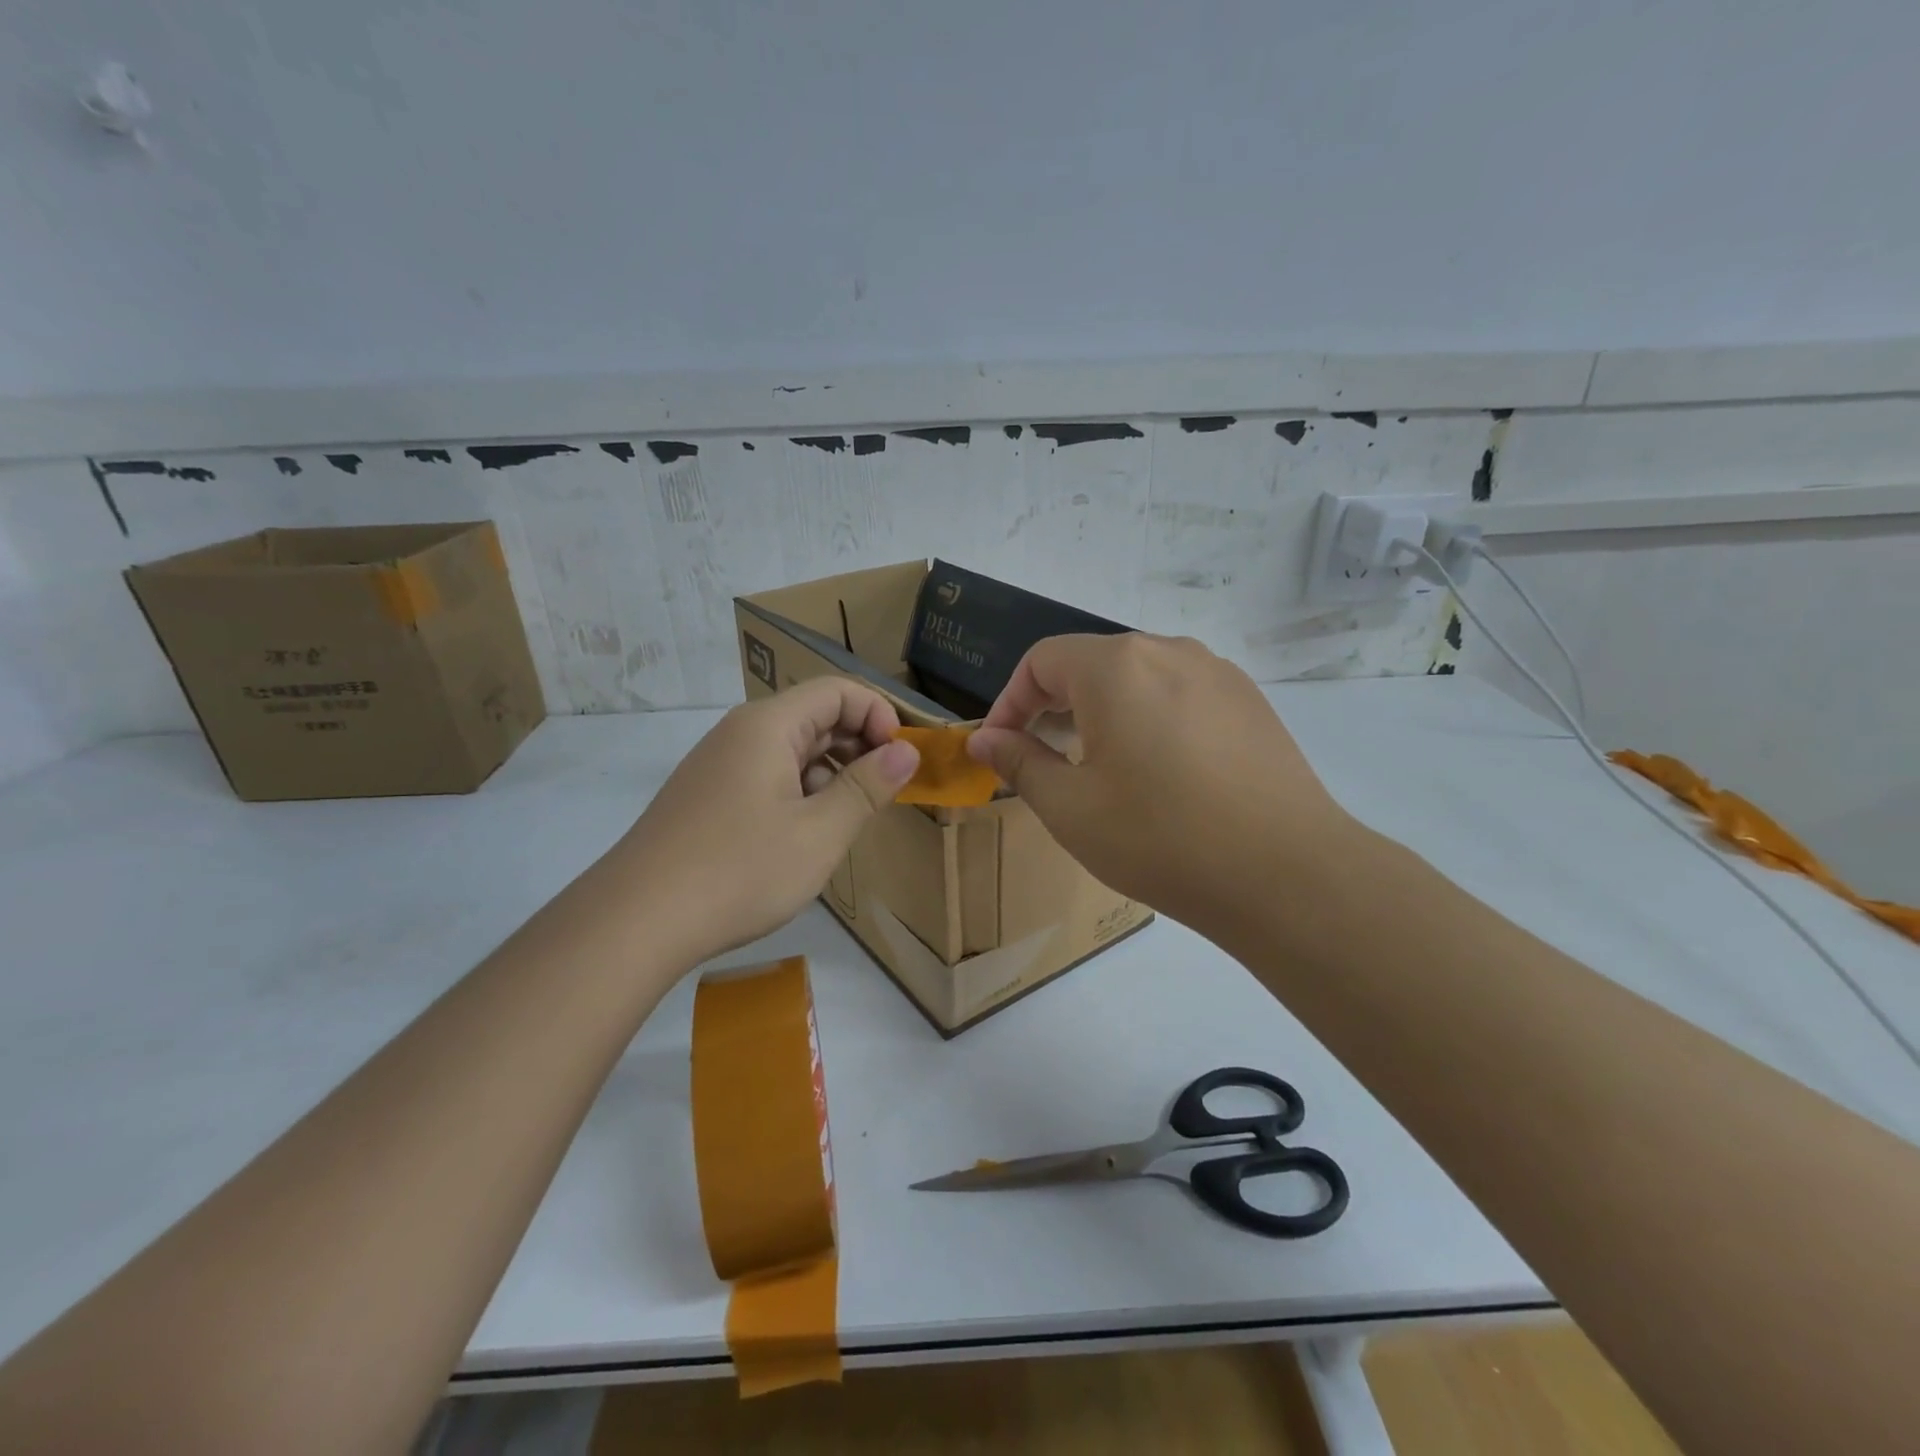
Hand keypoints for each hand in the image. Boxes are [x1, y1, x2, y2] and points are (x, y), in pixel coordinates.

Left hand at [614, 678, 919, 962]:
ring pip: (791, 749)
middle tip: (883, 793)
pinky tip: (804, 836)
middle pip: (814, 716)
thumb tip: (906, 752)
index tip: (901, 760)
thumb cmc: (739, 871)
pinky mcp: (707, 795)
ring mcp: (719, 764)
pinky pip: (767, 775)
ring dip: (830, 773)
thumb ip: (867, 787)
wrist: (636, 921)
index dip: (878, 715)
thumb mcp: (819, 832)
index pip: (838, 691)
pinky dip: (799, 792)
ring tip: (847, 820)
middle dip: (858, 746)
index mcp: (769, 726)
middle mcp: (741, 732)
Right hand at [965, 634, 1353, 931]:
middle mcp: (1168, 650)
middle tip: (1042, 758)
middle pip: (1091, 663)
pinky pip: (1180, 694)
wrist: (1286, 874)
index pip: (1042, 660)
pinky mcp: (1249, 702)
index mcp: (1116, 666)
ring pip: (1138, 678)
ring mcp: (1217, 673)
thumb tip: (985, 740)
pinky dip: (1149, 718)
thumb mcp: (1071, 808)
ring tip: (1098, 766)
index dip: (1010, 701)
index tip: (1000, 747)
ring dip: (1103, 711)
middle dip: (1054, 705)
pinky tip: (1159, 771)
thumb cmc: (1161, 838)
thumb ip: (1020, 763)